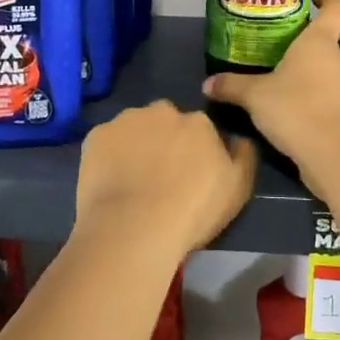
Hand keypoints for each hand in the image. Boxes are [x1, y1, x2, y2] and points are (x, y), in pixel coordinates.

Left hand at [75, 101, 256, 260]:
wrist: (134, 228)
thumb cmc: (192, 211)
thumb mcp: (238, 189)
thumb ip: (243, 156)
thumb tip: (239, 139)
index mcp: (198, 122)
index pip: (199, 128)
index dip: (194, 151)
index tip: (188, 174)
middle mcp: (162, 111)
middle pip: (165, 121)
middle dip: (164, 139)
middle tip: (160, 175)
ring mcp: (126, 120)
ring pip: (134, 127)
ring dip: (136, 144)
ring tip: (132, 180)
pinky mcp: (96, 135)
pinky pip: (107, 141)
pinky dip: (109, 155)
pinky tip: (110, 181)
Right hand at [201, 0, 339, 179]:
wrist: (333, 155)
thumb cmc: (295, 109)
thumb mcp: (255, 96)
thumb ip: (232, 86)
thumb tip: (207, 84)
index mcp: (320, 42)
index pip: (335, 9)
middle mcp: (339, 59)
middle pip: (326, 42)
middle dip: (303, 44)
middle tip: (277, 48)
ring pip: (326, 71)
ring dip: (307, 74)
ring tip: (279, 81)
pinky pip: (327, 96)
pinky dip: (312, 98)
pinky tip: (290, 110)